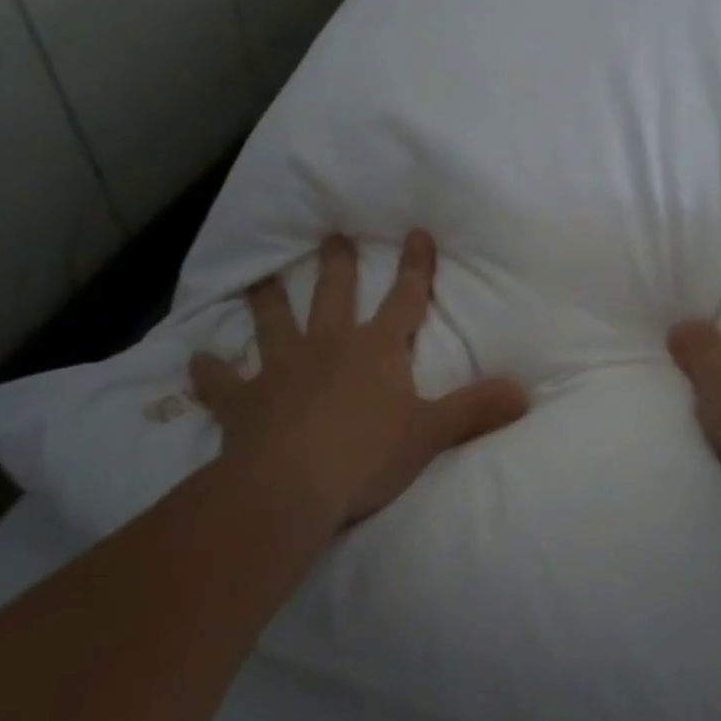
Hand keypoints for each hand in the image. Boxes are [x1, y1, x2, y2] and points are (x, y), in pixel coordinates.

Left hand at [191, 230, 528, 531]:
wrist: (288, 489)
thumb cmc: (367, 455)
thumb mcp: (432, 434)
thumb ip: (477, 410)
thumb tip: (525, 392)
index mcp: (376, 350)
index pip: (405, 298)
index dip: (415, 266)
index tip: (416, 231)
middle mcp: (329, 347)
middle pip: (335, 295)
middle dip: (337, 264)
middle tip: (331, 235)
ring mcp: (283, 371)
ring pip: (274, 324)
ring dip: (267, 301)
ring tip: (259, 278)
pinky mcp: (244, 403)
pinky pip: (223, 383)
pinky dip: (210, 373)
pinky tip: (195, 360)